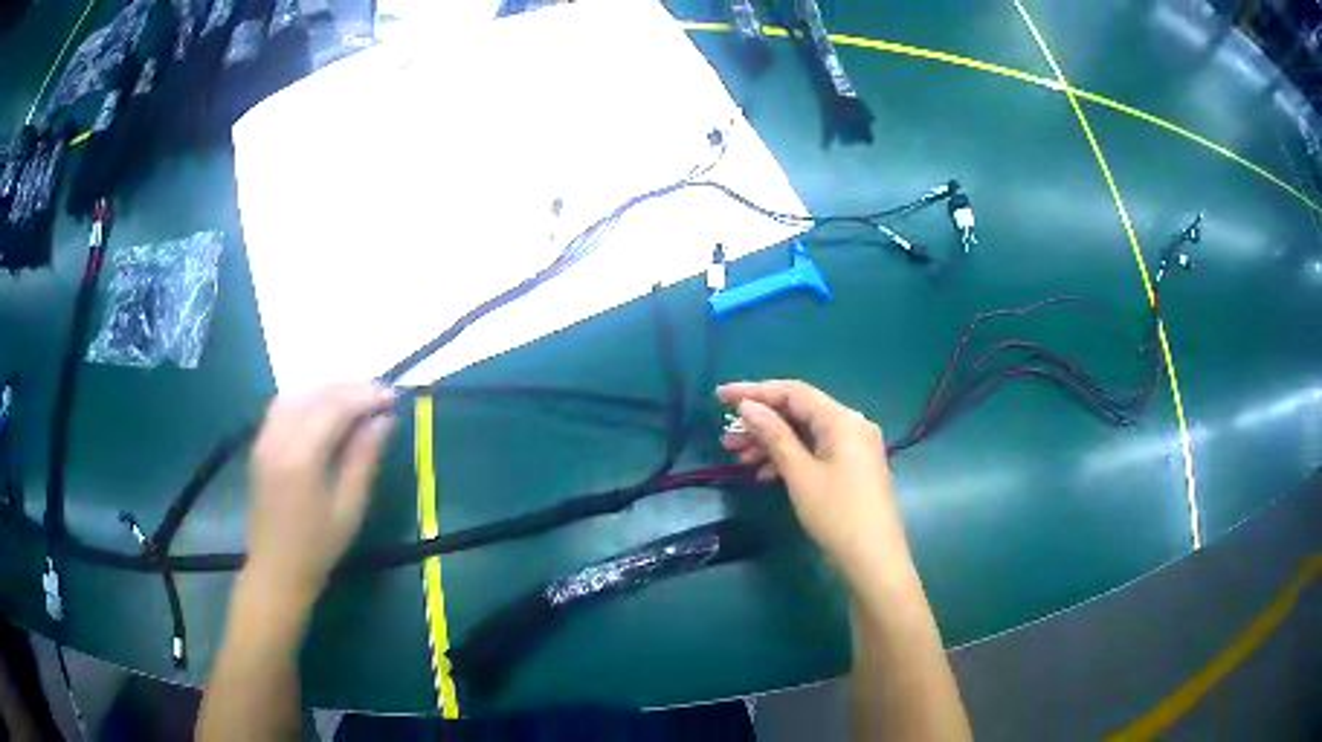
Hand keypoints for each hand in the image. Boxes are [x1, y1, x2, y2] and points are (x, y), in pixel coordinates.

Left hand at [245, 383, 395, 607]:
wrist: (276, 570)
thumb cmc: (318, 547)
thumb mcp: (350, 508)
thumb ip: (364, 458)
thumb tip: (385, 420)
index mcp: (301, 457)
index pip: (335, 407)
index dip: (366, 396)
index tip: (394, 397)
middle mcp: (278, 437)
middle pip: (316, 394)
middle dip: (351, 389)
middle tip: (381, 395)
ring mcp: (264, 438)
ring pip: (298, 393)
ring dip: (329, 390)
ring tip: (356, 399)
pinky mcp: (260, 443)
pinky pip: (284, 405)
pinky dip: (308, 398)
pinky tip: (325, 409)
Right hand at [717, 380, 905, 575]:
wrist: (873, 558)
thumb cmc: (836, 513)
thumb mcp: (800, 474)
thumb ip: (774, 435)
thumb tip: (748, 406)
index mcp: (842, 419)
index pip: (793, 392)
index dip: (755, 391)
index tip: (721, 397)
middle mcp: (851, 424)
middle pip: (799, 412)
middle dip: (761, 423)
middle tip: (727, 438)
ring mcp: (854, 447)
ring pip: (806, 433)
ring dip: (772, 443)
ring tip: (739, 458)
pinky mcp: (853, 467)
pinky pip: (816, 450)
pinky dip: (790, 457)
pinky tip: (766, 475)